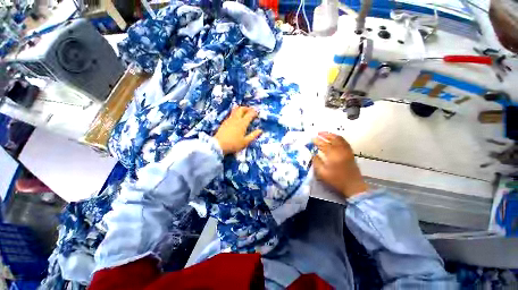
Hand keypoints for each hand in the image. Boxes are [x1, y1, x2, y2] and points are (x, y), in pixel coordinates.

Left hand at [214, 106, 262, 154]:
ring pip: (235, 110)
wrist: (218, 145)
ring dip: (241, 109)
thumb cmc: (234, 144)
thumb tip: (260, 130)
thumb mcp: (245, 142)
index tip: (257, 113)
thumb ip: (253, 135)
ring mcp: (229, 119)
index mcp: (242, 123)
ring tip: (244, 113)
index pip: (250, 114)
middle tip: (251, 111)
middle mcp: (236, 119)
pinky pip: (231, 114)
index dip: (254, 112)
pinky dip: (236, 113)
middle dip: (247, 108)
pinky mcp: (224, 121)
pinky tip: (237, 118)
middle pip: (241, 109)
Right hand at [312, 132, 367, 197]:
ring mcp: (347, 151)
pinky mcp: (350, 153)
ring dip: (332, 135)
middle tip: (318, 133)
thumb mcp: (322, 173)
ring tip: (325, 133)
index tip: (312, 139)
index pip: (323, 144)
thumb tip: (313, 154)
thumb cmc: (336, 180)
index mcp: (333, 155)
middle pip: (332, 139)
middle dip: (325, 135)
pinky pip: (345, 142)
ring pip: (339, 139)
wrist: (353, 185)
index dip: (317, 141)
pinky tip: (335, 138)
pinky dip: (339, 138)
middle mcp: (341, 150)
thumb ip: (317, 162)